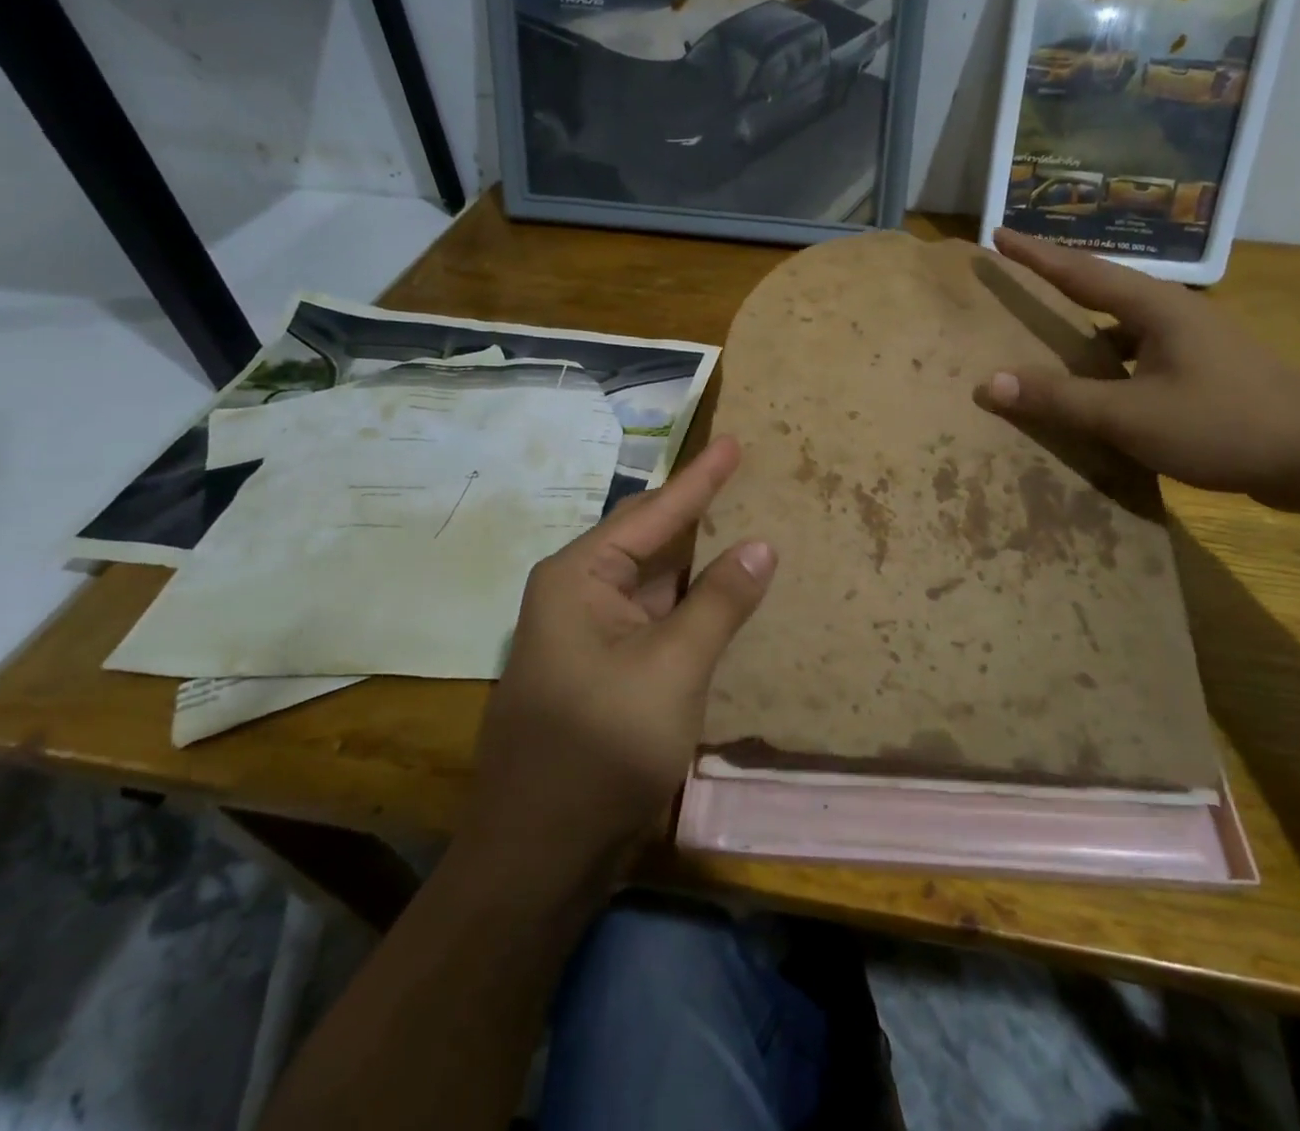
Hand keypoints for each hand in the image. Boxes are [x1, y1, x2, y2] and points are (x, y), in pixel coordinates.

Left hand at [461, 437, 774, 885]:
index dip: (701, 478)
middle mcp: (577, 594)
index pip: (654, 513)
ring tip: (739, 517)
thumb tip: (761, 545)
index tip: (735, 442)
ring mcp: (588, 634)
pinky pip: (653, 616)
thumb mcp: (672, 668)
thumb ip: (719, 603)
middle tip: (740, 472)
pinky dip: (689, 600)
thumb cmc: (600, 750)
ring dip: (695, 556)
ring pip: (652, 579)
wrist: (539, 857)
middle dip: (695, 508)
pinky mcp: (602, 670)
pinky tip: (720, 590)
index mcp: (579, 578)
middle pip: (647, 537)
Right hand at [977, 229, 1299, 509]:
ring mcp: (1195, 342)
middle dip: (1057, 279)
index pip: (1080, 271)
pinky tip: (1099, 382)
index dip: (1035, 254)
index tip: (997, 234)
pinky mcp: (1206, 371)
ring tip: (1047, 330)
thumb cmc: (1223, 424)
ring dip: (1084, 322)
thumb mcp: (1131, 416)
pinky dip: (1109, 358)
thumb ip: (1061, 399)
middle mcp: (1175, 314)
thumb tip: (989, 383)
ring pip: (1124, 322)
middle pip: (1103, 287)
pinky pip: (1140, 352)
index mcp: (1156, 308)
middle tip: (1017, 276)